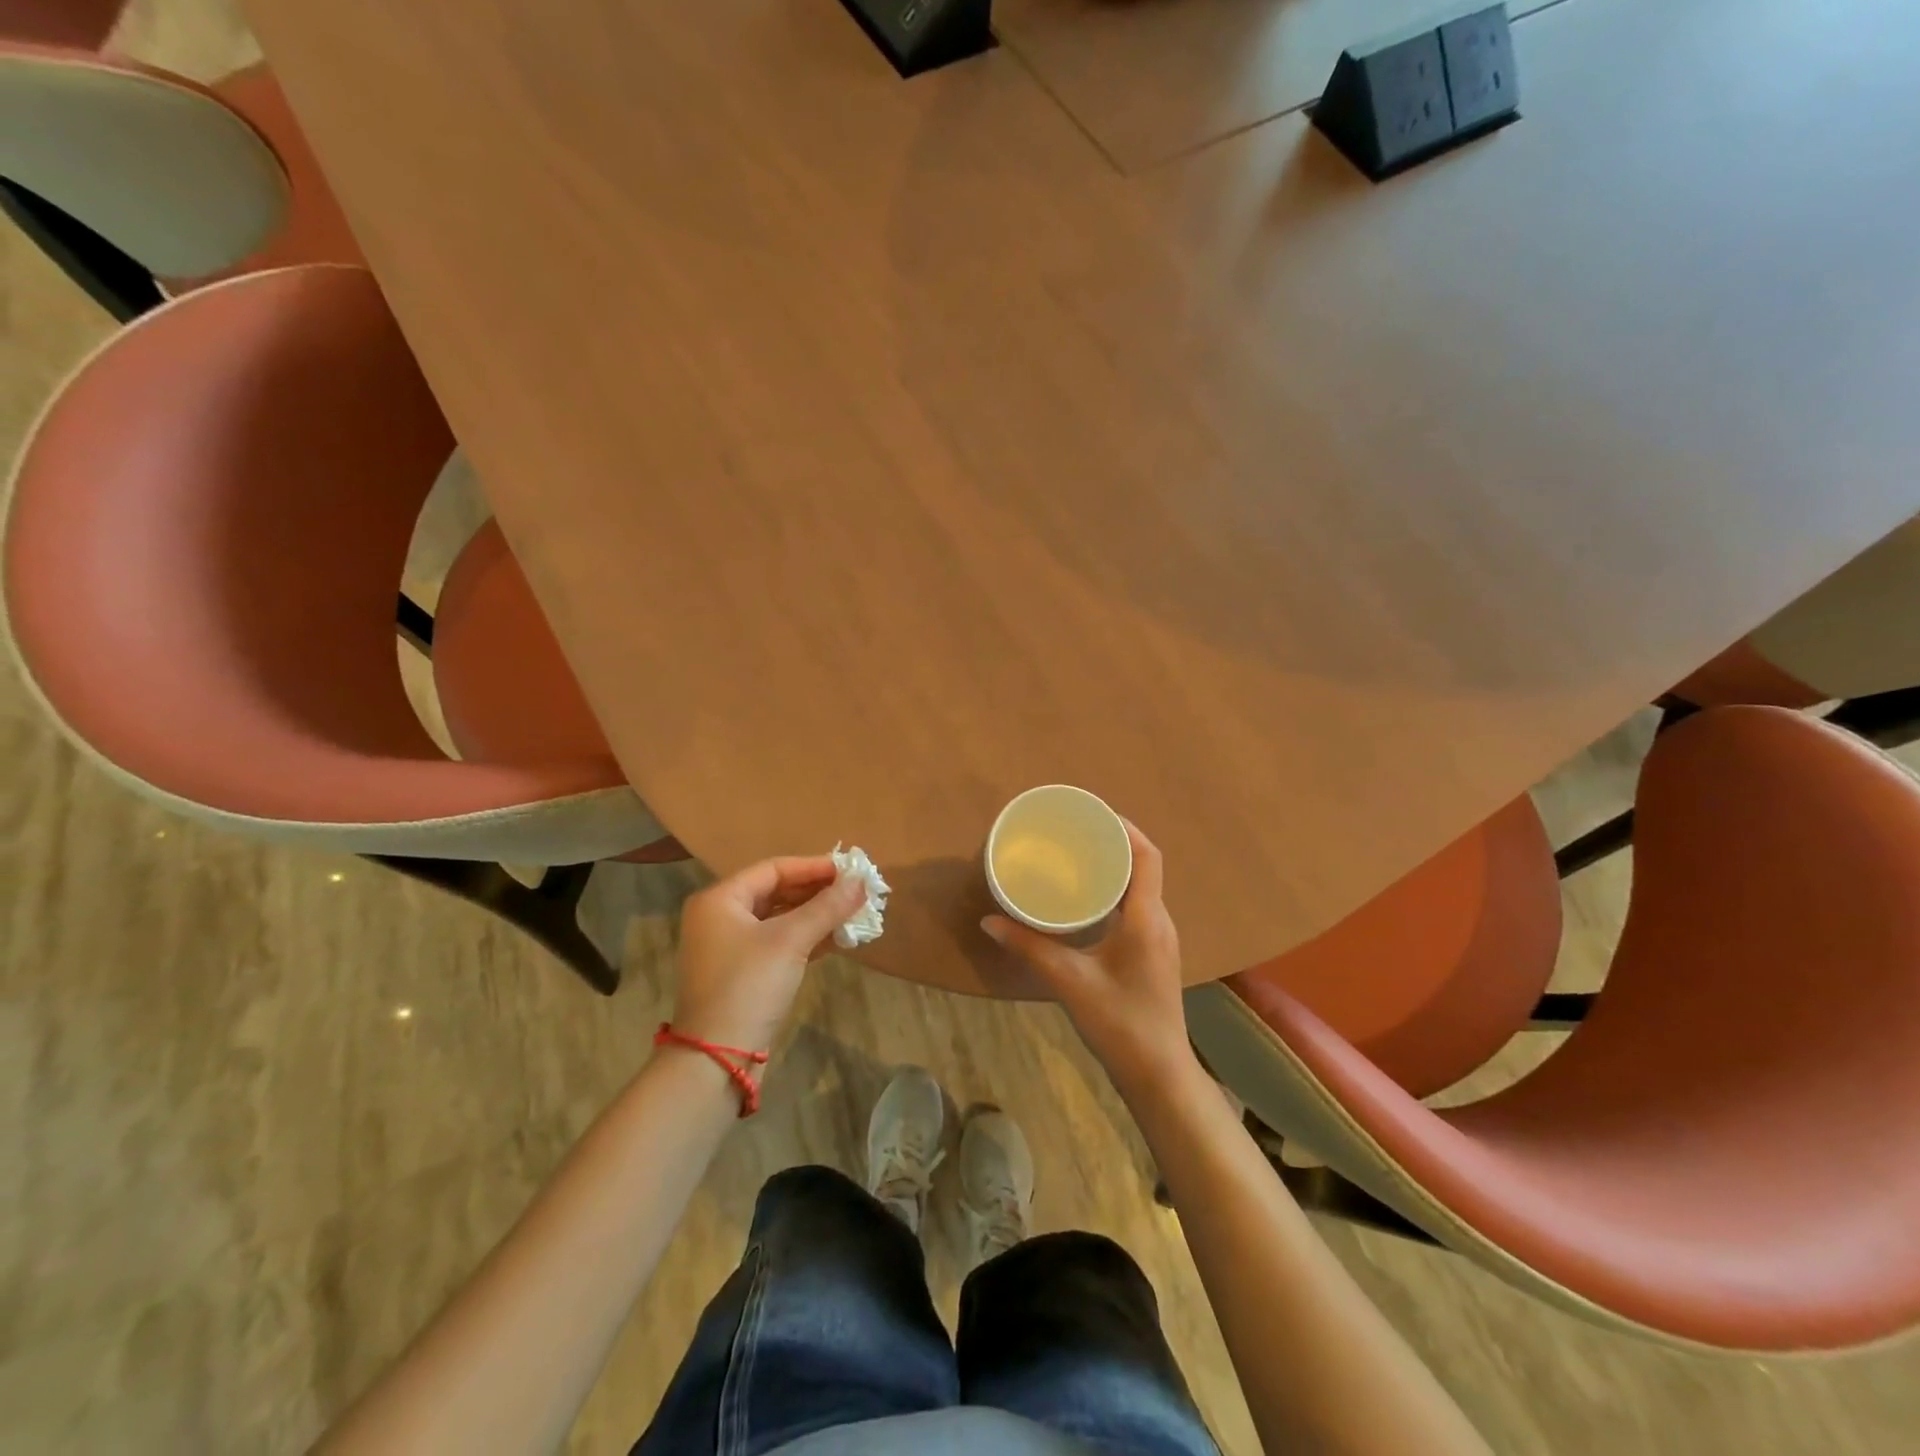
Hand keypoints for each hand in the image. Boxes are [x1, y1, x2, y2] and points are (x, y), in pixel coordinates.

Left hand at [671, 857, 868, 1051]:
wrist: (717, 1058)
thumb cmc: (749, 986)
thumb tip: (861, 881)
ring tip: (854, 913)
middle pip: (777, 892)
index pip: (773, 869)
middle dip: (818, 892)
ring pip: (780, 919)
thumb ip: (827, 907)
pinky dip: (807, 938)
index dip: (814, 867)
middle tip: (856, 892)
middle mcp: (721, 917)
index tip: (850, 871)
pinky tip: (839, 939)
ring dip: (816, 916)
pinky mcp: (743, 973)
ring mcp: (730, 947)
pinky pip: (779, 943)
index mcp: (721, 900)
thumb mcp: (790, 941)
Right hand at [981, 821, 1195, 1089]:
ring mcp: (1159, 938)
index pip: (1147, 856)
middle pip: (1144, 866)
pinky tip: (1087, 901)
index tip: (1093, 813)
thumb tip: (990, 920)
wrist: (1158, 1074)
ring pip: (1140, 887)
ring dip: (1115, 867)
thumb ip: (1029, 947)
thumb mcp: (1069, 981)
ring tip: (1077, 858)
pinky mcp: (1152, 953)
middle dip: (1113, 843)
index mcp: (1145, 918)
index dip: (1125, 828)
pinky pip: (1136, 906)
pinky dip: (1115, 891)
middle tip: (1075, 833)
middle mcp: (1158, 920)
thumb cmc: (1120, 1023)